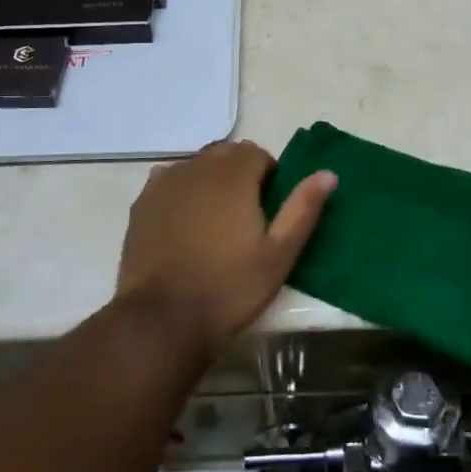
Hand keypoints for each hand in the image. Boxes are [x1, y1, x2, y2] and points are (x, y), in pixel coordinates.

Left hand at [114, 139, 335, 362]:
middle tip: (245, 216)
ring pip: (196, 166)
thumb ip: (303, 209)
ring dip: (210, 181)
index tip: (268, 209)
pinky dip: (182, 191)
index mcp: (233, 175)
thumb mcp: (279, 254)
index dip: (268, 176)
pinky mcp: (142, 204)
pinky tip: (184, 223)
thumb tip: (328, 174)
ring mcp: (164, 183)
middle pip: (225, 154)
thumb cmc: (230, 287)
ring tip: (215, 221)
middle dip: (239, 173)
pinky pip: (168, 181)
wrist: (164, 319)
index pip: (256, 153)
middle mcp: (197, 168)